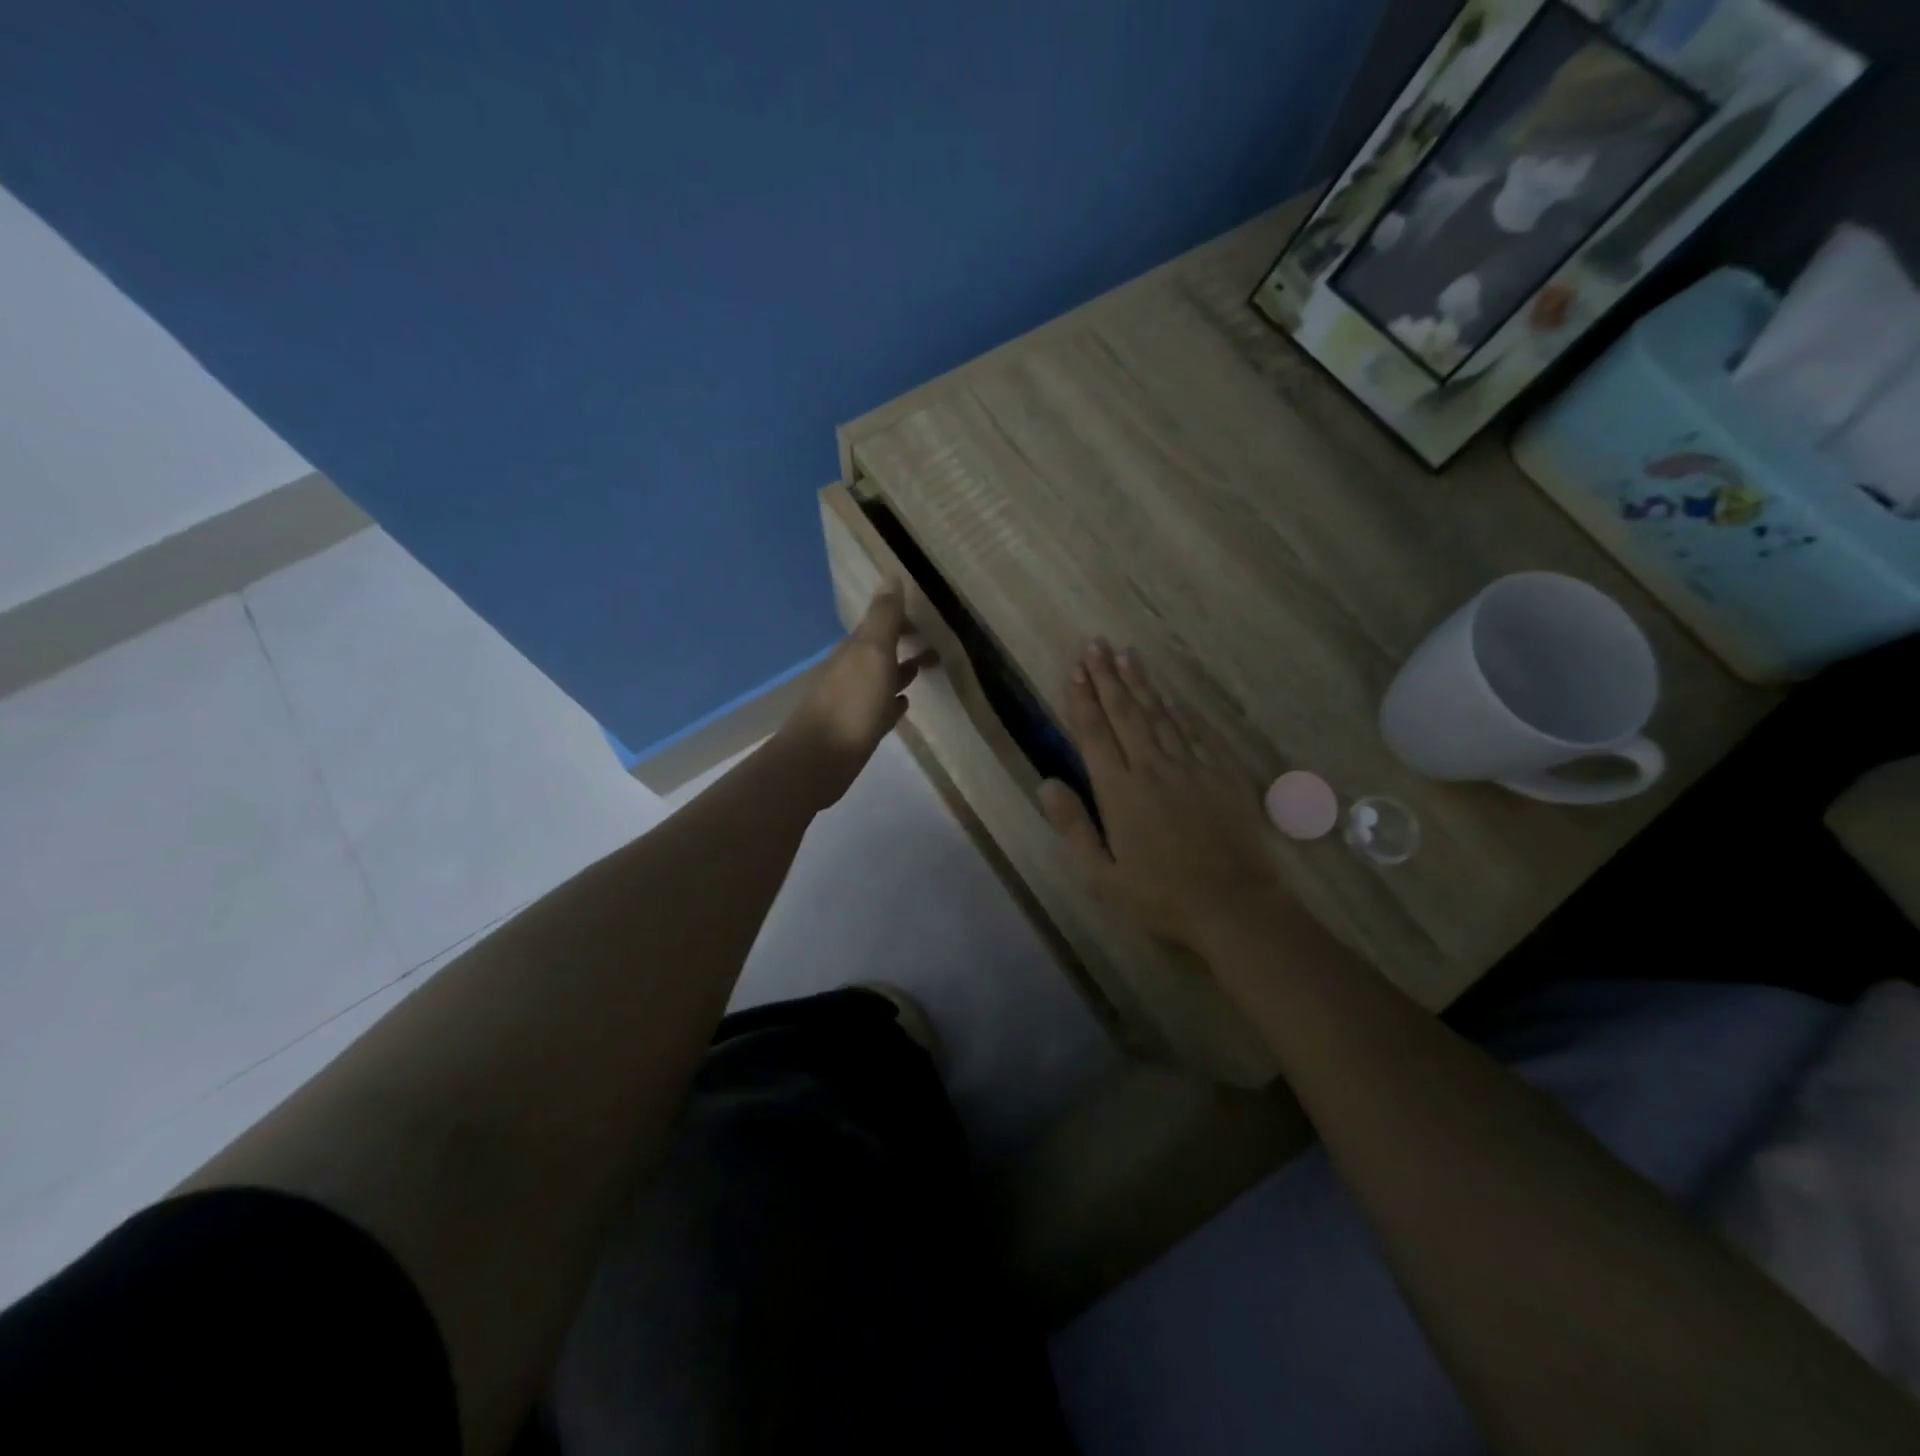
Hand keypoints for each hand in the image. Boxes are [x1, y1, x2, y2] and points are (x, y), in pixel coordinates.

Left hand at [777, 584, 931, 805]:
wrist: (818, 760)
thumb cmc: (851, 704)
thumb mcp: (872, 654)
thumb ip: (883, 618)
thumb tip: (890, 574)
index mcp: (855, 650)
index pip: (879, 624)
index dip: (901, 619)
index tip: (927, 617)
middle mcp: (850, 671)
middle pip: (879, 651)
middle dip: (902, 643)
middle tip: (933, 642)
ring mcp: (851, 702)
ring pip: (880, 679)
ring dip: (899, 672)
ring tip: (924, 669)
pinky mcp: (855, 730)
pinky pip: (878, 709)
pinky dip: (891, 702)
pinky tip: (903, 705)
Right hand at [1039, 641, 1286, 948]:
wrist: (1232, 905)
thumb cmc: (1159, 896)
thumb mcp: (1101, 875)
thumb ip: (1072, 826)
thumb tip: (1046, 783)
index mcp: (1119, 791)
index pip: (1094, 733)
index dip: (1082, 699)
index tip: (1074, 670)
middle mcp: (1151, 767)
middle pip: (1125, 712)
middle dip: (1107, 676)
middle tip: (1096, 644)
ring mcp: (1190, 766)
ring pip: (1159, 714)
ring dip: (1140, 682)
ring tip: (1125, 654)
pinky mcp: (1221, 773)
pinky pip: (1197, 731)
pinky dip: (1180, 709)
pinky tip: (1169, 695)